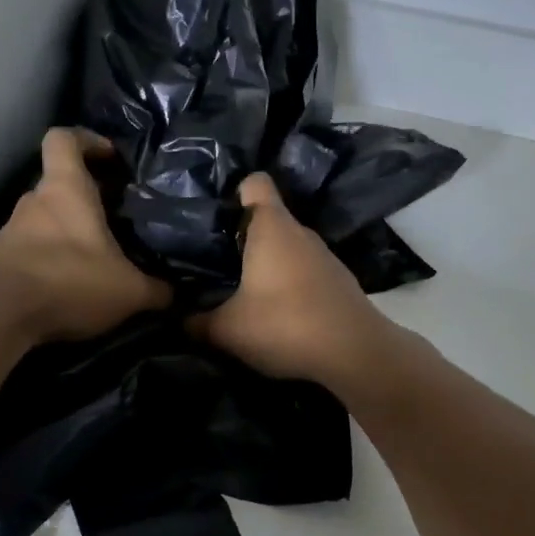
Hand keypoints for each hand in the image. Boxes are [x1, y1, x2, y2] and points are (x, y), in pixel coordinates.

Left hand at [0, 128, 171, 343]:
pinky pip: (33, 247)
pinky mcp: (0, 259)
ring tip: (98, 257)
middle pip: (60, 183)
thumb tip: (176, 294)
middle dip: (88, 197)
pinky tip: (72, 283)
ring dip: (69, 231)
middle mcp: (34, 201)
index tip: (110, 157)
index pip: (64, 139)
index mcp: (65, 189)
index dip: (87, 140)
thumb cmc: (68, 282)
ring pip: (47, 218)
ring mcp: (11, 229)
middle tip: (117, 218)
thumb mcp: (128, 291)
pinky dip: (52, 257)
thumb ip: (157, 289)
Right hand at [192, 172, 394, 388]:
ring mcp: (324, 256)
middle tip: (214, 261)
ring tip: (241, 290)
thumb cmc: (286, 324)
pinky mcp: (337, 280)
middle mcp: (300, 232)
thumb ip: (196, 322)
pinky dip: (288, 282)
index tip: (214, 217)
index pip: (255, 182)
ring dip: (266, 263)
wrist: (356, 353)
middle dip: (241, 236)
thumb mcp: (228, 330)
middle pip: (268, 218)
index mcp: (272, 227)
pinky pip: (303, 270)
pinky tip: (276, 311)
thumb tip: (178, 318)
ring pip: (286, 247)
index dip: (233, 192)